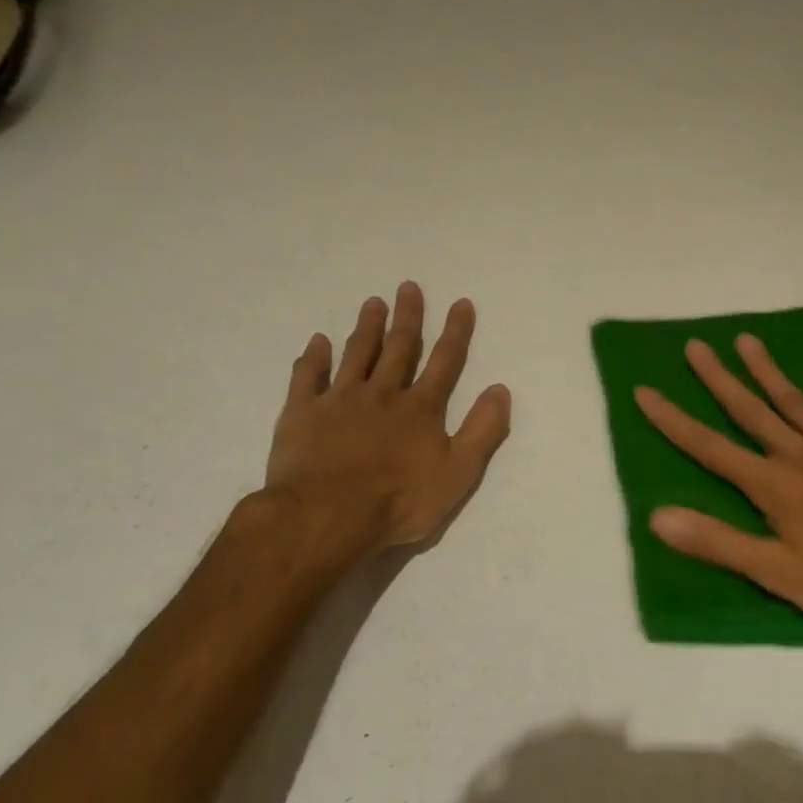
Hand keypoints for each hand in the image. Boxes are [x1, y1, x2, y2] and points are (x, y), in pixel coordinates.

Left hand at [264, 282, 510, 552]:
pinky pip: (307, 377)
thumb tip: (500, 389)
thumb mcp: (458, 473)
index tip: (460, 303)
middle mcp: (382, 394)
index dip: (455, 332)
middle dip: (407, 317)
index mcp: (420, 409)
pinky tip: (317, 342)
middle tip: (408, 286)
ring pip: (356, 354)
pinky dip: (313, 357)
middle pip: (398, 348)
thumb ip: (482, 430)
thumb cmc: (399, 501)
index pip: (444, 362)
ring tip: (372, 302)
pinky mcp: (302, 413)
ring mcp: (339, 400)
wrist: (327, 516)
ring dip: (367, 327)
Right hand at [635, 335, 802, 645]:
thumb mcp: (778, 575)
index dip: (673, 420)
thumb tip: (657, 516)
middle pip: (750, 411)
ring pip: (795, 401)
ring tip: (746, 339)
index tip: (644, 390)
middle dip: (717, 379)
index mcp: (773, 486)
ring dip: (768, 370)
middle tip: (694, 346)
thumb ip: (718, 543)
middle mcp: (800, 455)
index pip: (709, 448)